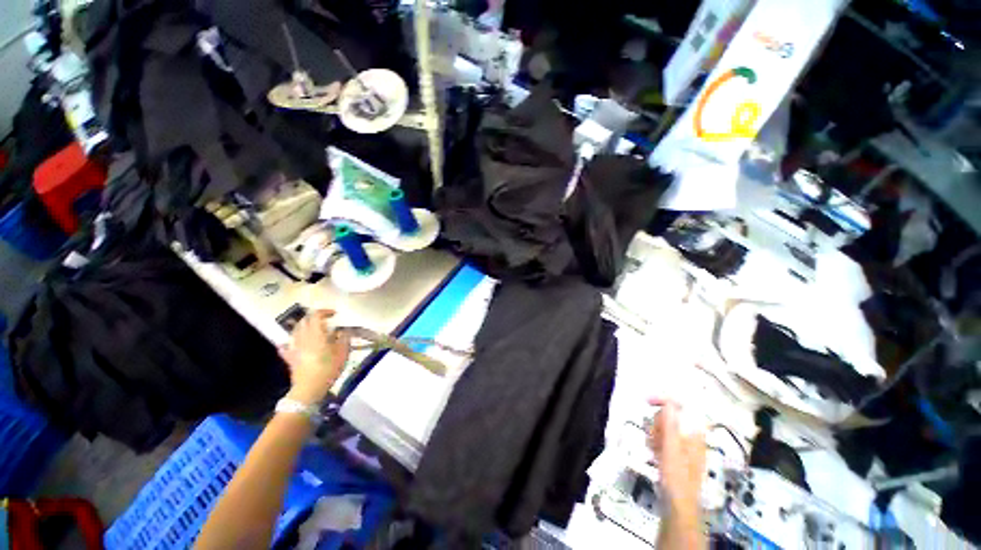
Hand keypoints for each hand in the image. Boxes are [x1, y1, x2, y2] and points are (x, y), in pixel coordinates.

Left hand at [279, 310, 350, 404]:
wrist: (309, 388)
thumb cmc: (329, 369)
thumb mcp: (343, 352)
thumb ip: (344, 339)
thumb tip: (343, 331)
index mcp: (316, 334)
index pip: (316, 316)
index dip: (325, 312)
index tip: (334, 314)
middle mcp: (303, 338)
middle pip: (304, 321)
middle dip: (314, 318)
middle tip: (324, 321)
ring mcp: (294, 348)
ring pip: (295, 331)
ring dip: (303, 327)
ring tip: (312, 330)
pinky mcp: (290, 358)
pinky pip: (286, 347)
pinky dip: (289, 342)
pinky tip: (291, 344)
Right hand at [648, 399, 706, 514]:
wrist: (678, 506)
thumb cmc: (676, 476)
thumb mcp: (671, 448)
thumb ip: (670, 423)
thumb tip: (669, 401)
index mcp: (695, 433)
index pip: (680, 406)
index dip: (664, 401)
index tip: (646, 401)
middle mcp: (691, 437)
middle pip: (670, 417)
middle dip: (658, 423)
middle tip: (653, 436)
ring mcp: (684, 446)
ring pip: (665, 428)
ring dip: (655, 433)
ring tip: (653, 447)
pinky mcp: (677, 454)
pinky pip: (663, 439)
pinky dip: (656, 442)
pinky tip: (653, 453)